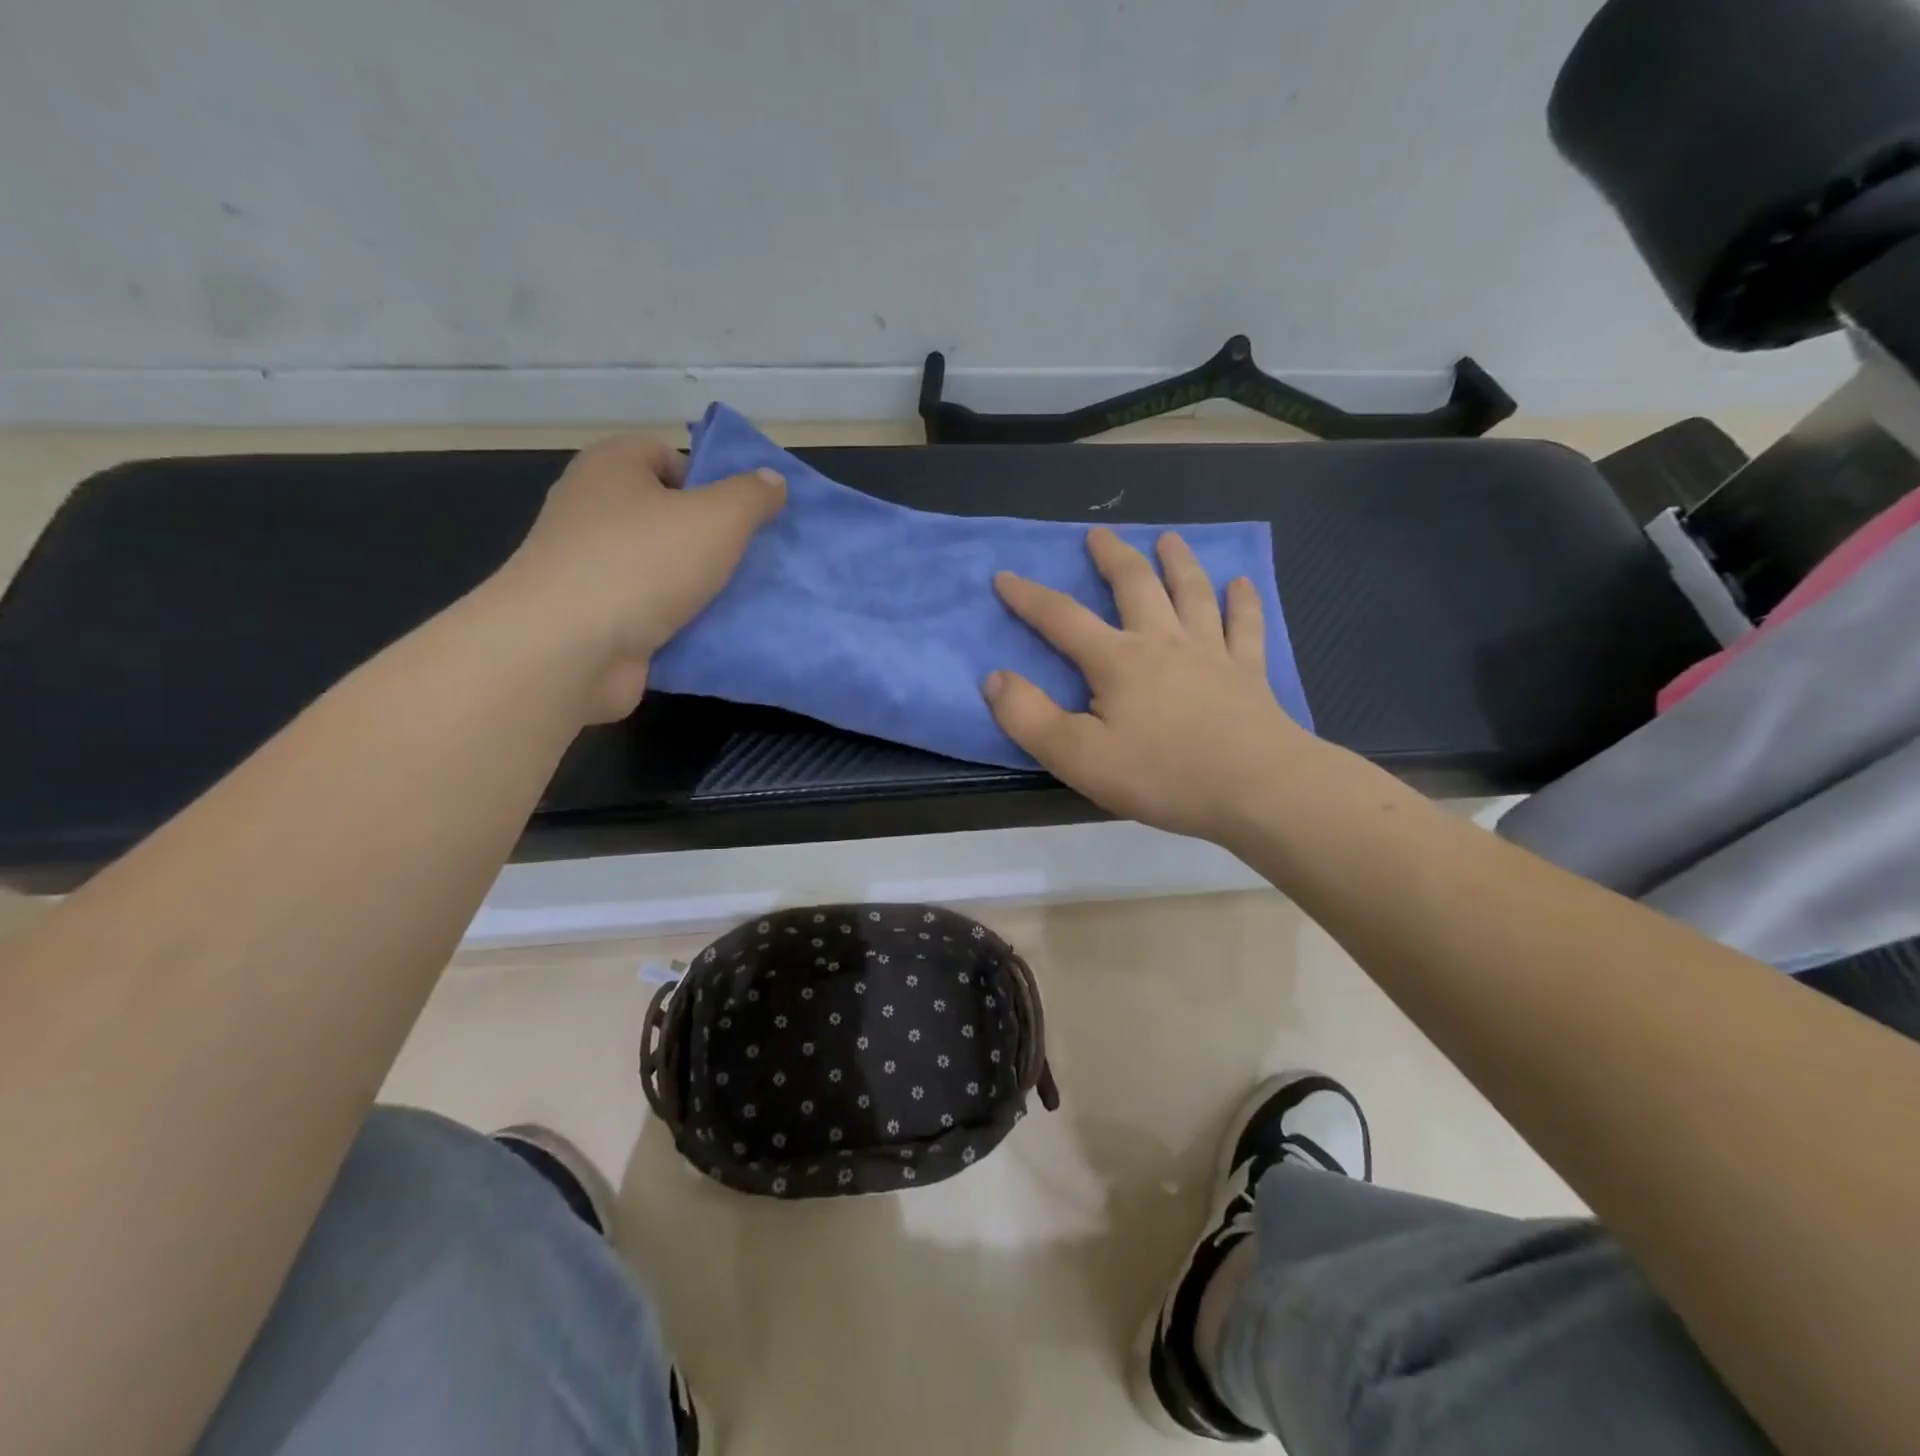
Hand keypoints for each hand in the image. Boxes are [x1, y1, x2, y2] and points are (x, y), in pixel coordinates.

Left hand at [495, 433, 784, 721]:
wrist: (569, 649)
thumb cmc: (643, 563)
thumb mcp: (718, 518)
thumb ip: (752, 496)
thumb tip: (772, 480)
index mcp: (612, 466)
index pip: (667, 456)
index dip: (709, 481)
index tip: (740, 517)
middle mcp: (592, 509)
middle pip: (666, 515)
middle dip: (710, 539)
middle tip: (749, 561)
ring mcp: (588, 566)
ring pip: (661, 568)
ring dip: (698, 585)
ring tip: (740, 601)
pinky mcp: (593, 617)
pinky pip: (649, 610)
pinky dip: (678, 622)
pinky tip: (711, 634)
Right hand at [985, 527, 1314, 843]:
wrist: (1257, 788)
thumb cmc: (1162, 774)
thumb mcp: (1078, 756)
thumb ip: (1028, 717)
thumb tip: (995, 678)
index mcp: (1118, 661)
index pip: (1062, 619)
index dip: (1029, 597)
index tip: (1004, 576)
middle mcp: (1163, 642)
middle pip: (1134, 586)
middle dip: (1111, 557)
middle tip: (1098, 535)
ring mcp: (1211, 653)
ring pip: (1191, 593)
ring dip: (1177, 562)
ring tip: (1168, 539)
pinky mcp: (1248, 673)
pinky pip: (1244, 626)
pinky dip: (1242, 602)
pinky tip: (1241, 584)